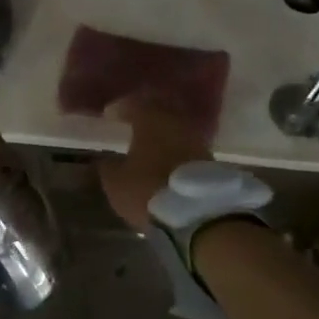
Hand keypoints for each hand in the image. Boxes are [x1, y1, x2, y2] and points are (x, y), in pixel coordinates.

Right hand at [99, 95, 215, 227]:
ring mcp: (197, 140)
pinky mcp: (211, 159)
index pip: (134, 104)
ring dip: (163, 130)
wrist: (198, 215)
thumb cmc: (148, 189)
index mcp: (150, 120)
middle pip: (161, 108)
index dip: (120, 108)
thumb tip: (108, 160)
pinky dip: (175, 146)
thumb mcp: (115, 182)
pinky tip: (166, 156)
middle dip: (147, 112)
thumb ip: (109, 166)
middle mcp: (176, 123)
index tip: (110, 115)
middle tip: (133, 119)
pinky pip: (187, 144)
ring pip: (177, 126)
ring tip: (150, 140)